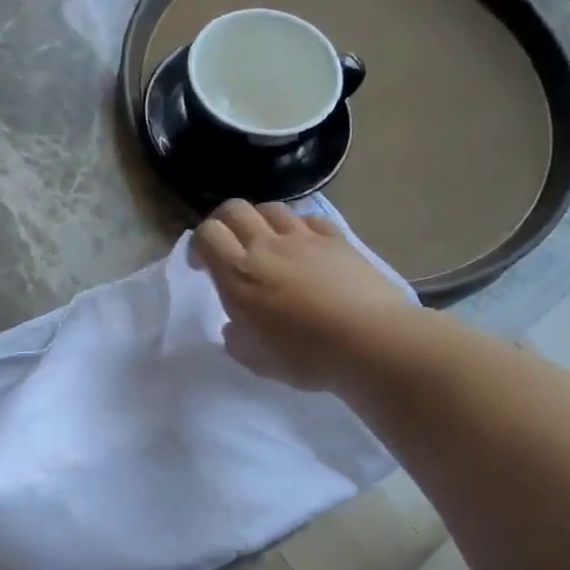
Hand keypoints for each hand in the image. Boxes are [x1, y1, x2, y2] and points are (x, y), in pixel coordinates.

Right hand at [191, 200, 408, 392]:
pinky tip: (304, 248)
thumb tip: (234, 327)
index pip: (207, 235)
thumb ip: (237, 340)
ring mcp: (304, 239)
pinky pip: (309, 220)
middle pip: (234, 209)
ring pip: (271, 209)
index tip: (202, 267)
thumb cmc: (305, 356)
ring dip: (259, 221)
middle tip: (227, 248)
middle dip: (223, 223)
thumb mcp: (256, 360)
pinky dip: (298, 228)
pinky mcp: (337, 240)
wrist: (371, 342)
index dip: (198, 245)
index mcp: (238, 275)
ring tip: (265, 245)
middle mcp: (266, 247)